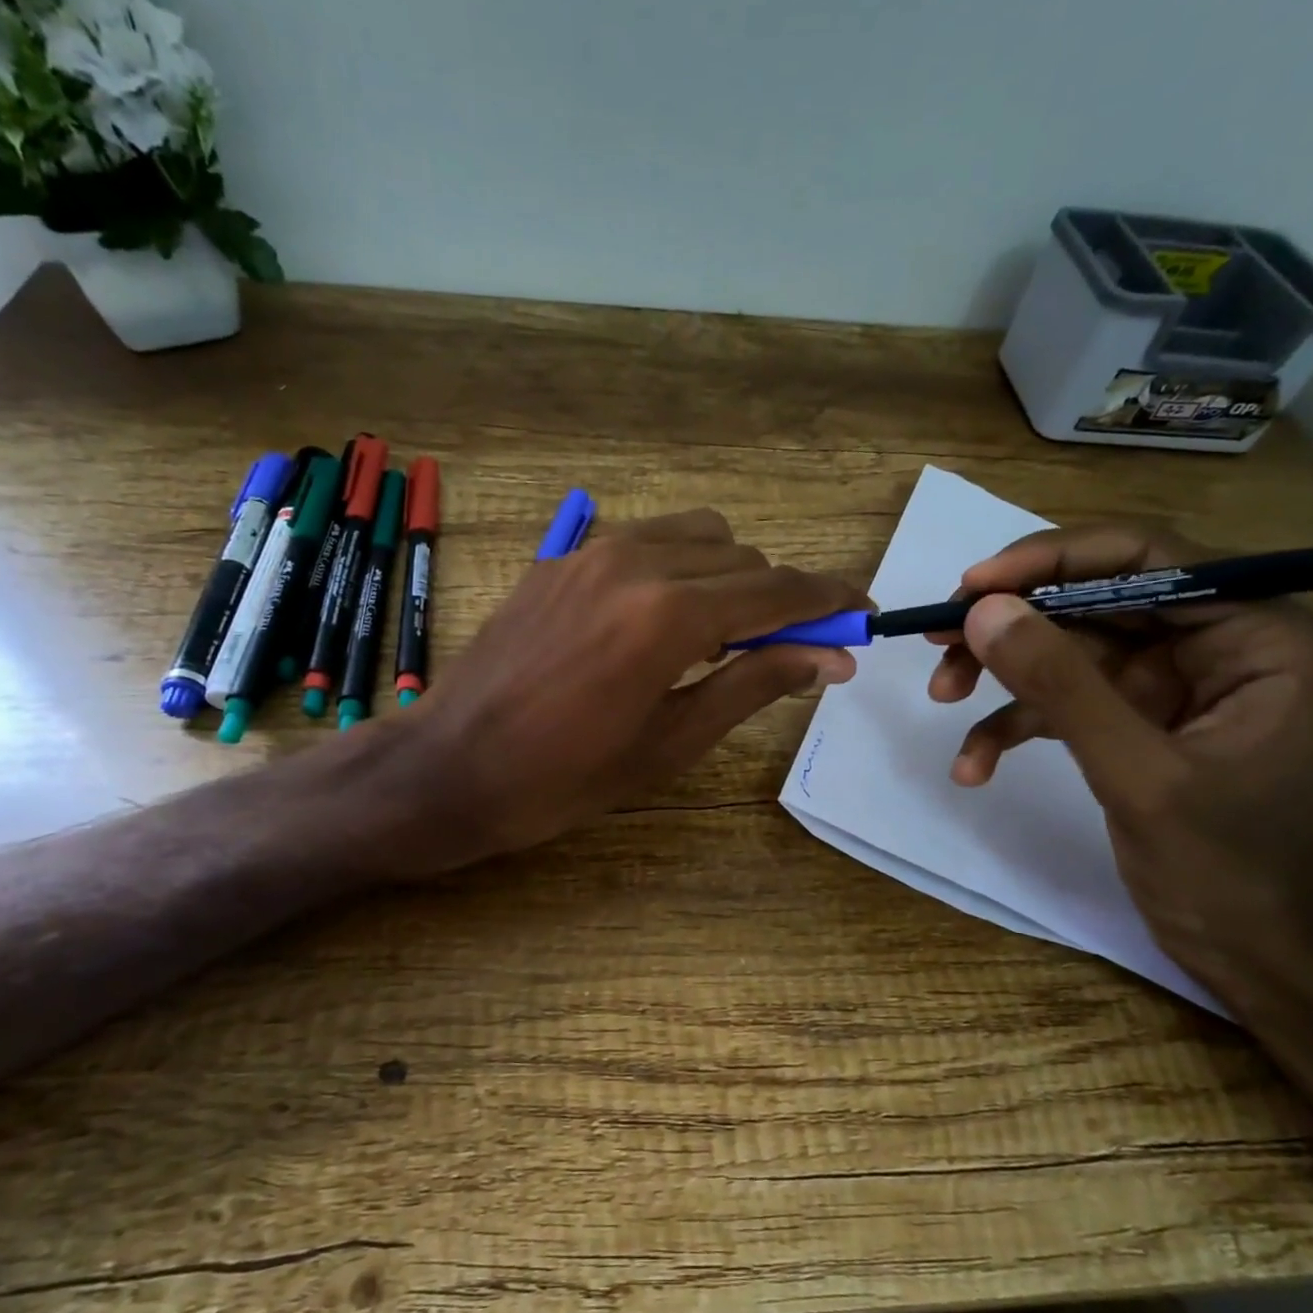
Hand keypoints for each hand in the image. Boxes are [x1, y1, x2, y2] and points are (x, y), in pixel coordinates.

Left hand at [403, 509, 864, 863]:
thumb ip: (754, 683)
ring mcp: (591, 551)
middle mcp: (636, 561)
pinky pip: (645, 540)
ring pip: (696, 536)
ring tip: (715, 637)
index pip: (777, 590)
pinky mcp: (561, 558)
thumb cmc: (565, 776)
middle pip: (743, 557)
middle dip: (777, 599)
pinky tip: (658, 619)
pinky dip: (677, 566)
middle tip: (781, 653)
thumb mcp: (672, 741)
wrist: (451, 766)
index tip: (861, 613)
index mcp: (668, 614)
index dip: (828, 601)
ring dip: (727, 576)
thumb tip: (827, 656)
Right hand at [928, 525, 1312, 1006]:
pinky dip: (1009, 724)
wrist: (1242, 948)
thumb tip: (982, 610)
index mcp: (1256, 634)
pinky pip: (1057, 698)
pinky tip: (973, 765)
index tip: (973, 584)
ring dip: (999, 669)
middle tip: (938, 635)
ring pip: (1064, 644)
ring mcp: (1164, 679)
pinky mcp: (1126, 715)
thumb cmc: (1222, 864)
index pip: (1146, 558)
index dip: (1053, 558)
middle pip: (1091, 597)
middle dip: (1012, 621)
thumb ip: (1061, 685)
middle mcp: (1211, 640)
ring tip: (942, 693)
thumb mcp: (1137, 770)